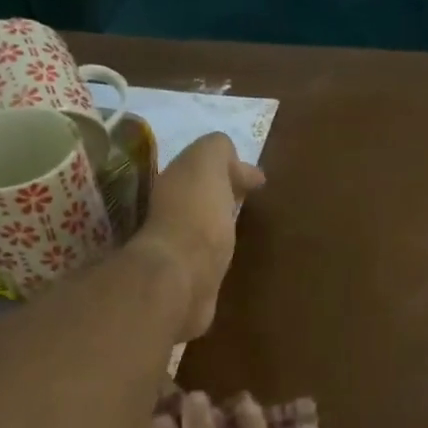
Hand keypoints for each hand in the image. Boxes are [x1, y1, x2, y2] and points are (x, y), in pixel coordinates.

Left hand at [134, 133, 264, 340]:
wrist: (183, 277)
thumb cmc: (197, 214)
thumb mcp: (207, 163)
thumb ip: (217, 150)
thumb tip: (233, 161)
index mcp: (173, 181)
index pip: (202, 166)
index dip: (230, 167)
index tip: (257, 180)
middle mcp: (170, 211)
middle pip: (201, 194)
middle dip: (224, 192)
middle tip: (251, 198)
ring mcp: (179, 247)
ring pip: (204, 224)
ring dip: (221, 221)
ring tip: (244, 225)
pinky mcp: (191, 276)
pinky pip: (209, 255)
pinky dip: (220, 249)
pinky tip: (233, 253)